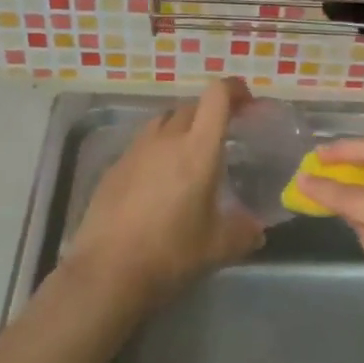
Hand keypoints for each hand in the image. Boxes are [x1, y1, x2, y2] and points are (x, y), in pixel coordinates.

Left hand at [61, 79, 264, 309]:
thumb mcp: (218, 247)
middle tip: (223, 135)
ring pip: (162, 123)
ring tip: (189, 154)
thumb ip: (243, 232)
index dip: (234, 89)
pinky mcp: (113, 168)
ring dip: (180, 128)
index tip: (246, 100)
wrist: (106, 273)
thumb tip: (257, 229)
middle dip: (210, 112)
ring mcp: (134, 151)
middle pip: (190, 107)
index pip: (217, 97)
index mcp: (197, 150)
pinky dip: (156, 151)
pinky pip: (141, 145)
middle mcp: (165, 140)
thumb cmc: (170, 254)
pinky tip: (158, 181)